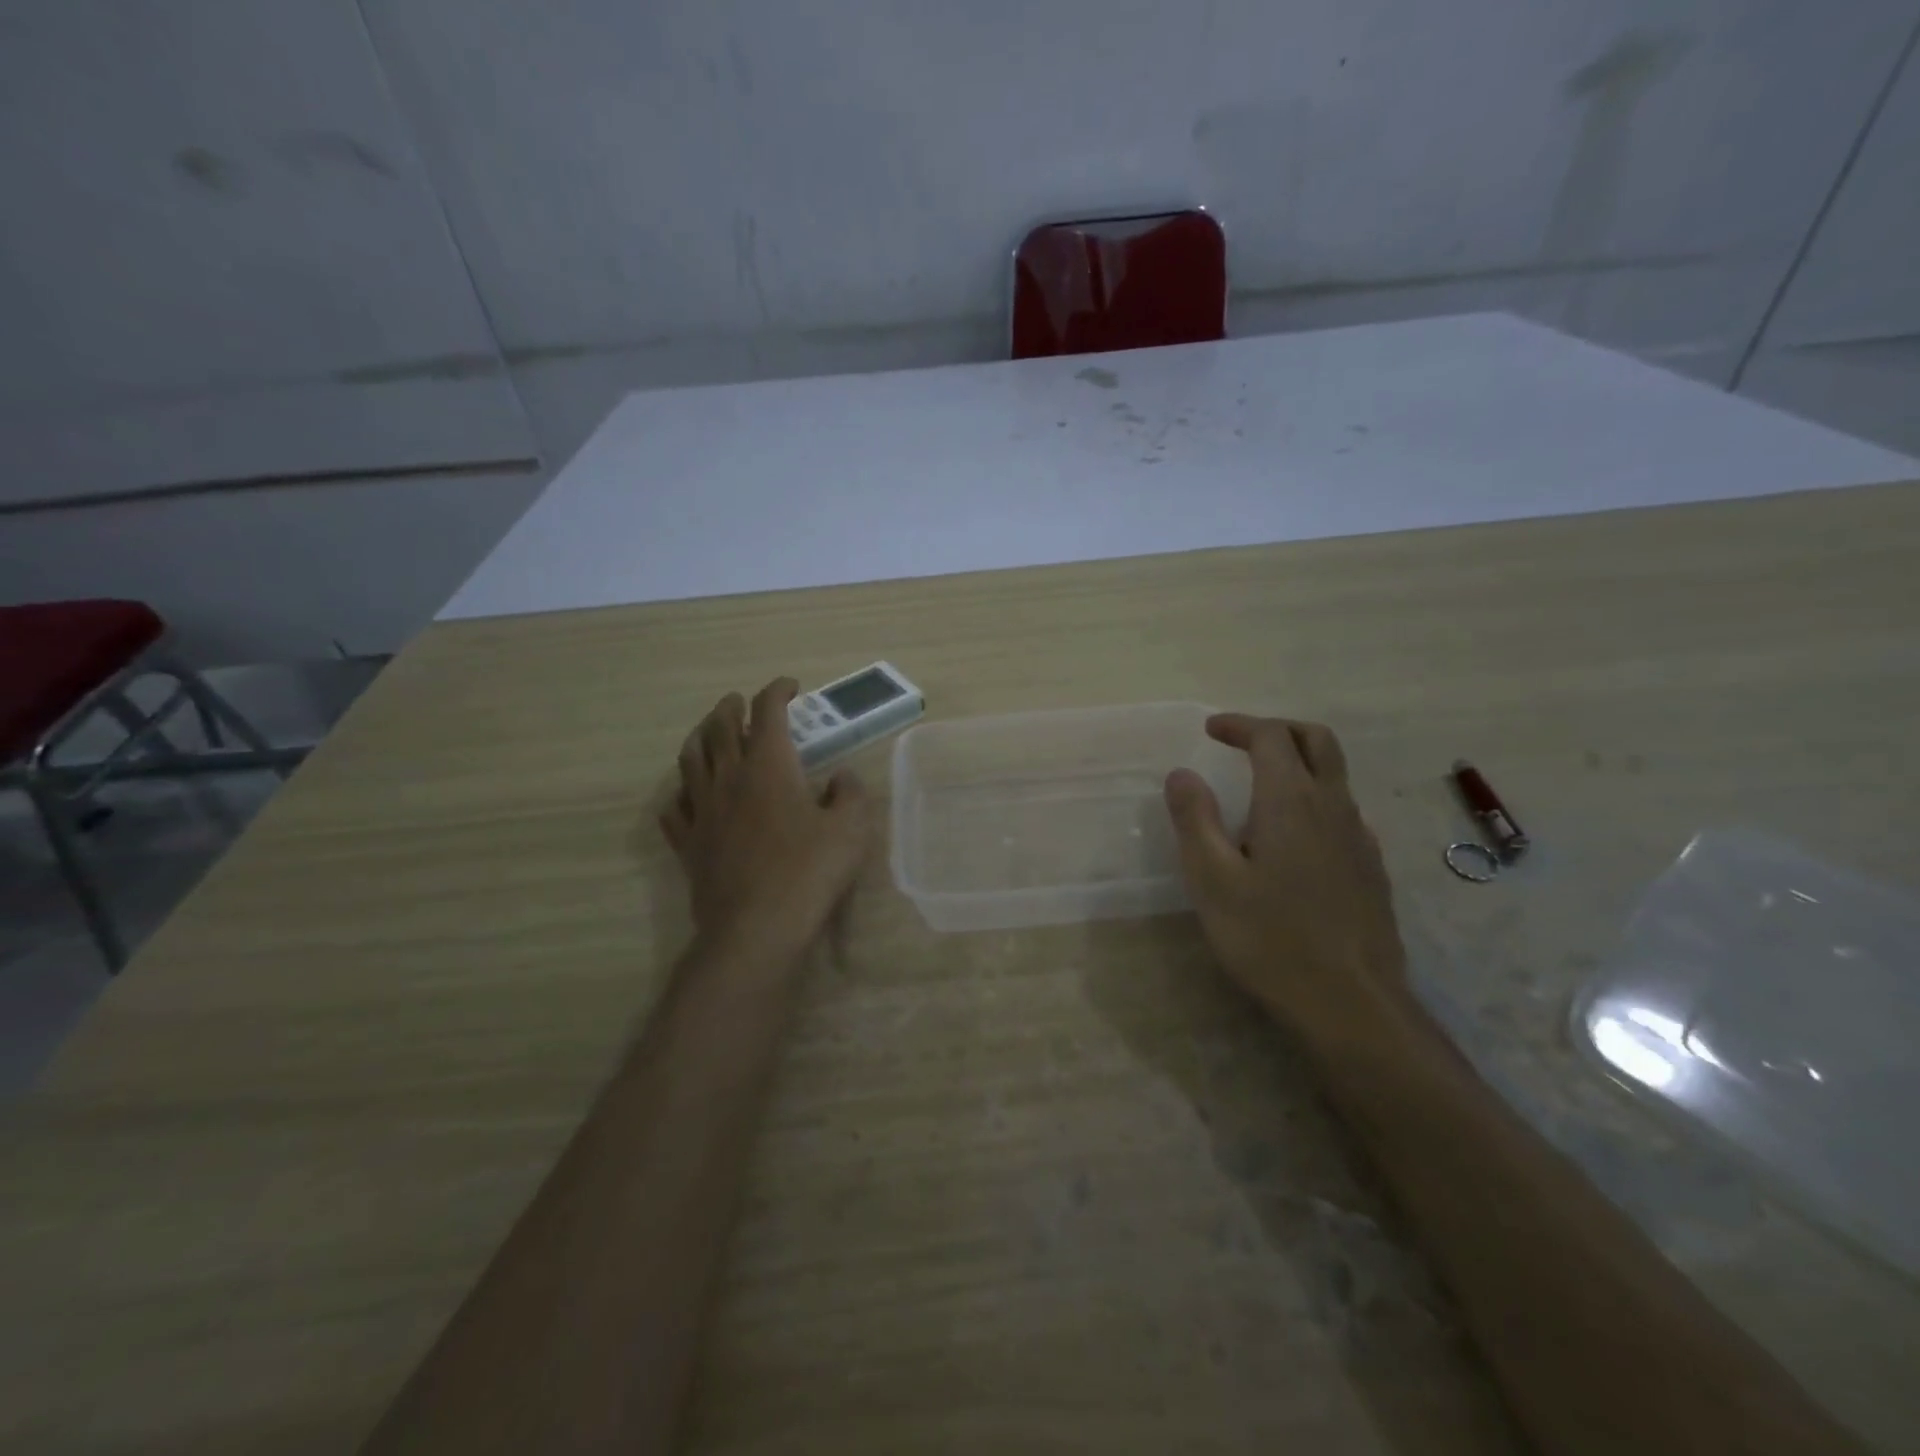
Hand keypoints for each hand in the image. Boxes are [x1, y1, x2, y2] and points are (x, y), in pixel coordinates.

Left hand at [661, 678, 872, 964]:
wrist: (756, 928)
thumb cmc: (809, 872)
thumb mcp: (850, 829)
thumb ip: (849, 794)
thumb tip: (841, 778)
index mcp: (769, 766)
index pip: (768, 712)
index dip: (777, 691)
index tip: (790, 687)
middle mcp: (729, 778)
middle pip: (720, 727)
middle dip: (731, 707)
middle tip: (740, 702)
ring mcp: (702, 810)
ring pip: (690, 759)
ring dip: (699, 737)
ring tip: (708, 733)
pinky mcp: (688, 843)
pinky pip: (674, 808)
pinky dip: (680, 792)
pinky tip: (685, 795)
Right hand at [1163, 715, 1408, 1035]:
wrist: (1351, 1003)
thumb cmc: (1270, 938)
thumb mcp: (1212, 879)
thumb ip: (1195, 819)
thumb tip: (1181, 774)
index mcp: (1290, 801)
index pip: (1270, 737)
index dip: (1239, 725)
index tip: (1210, 730)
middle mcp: (1332, 807)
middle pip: (1317, 740)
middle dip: (1278, 730)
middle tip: (1242, 741)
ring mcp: (1359, 837)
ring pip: (1335, 775)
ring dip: (1298, 763)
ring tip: (1259, 789)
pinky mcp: (1371, 867)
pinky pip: (1344, 811)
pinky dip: (1315, 800)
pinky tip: (1294, 838)